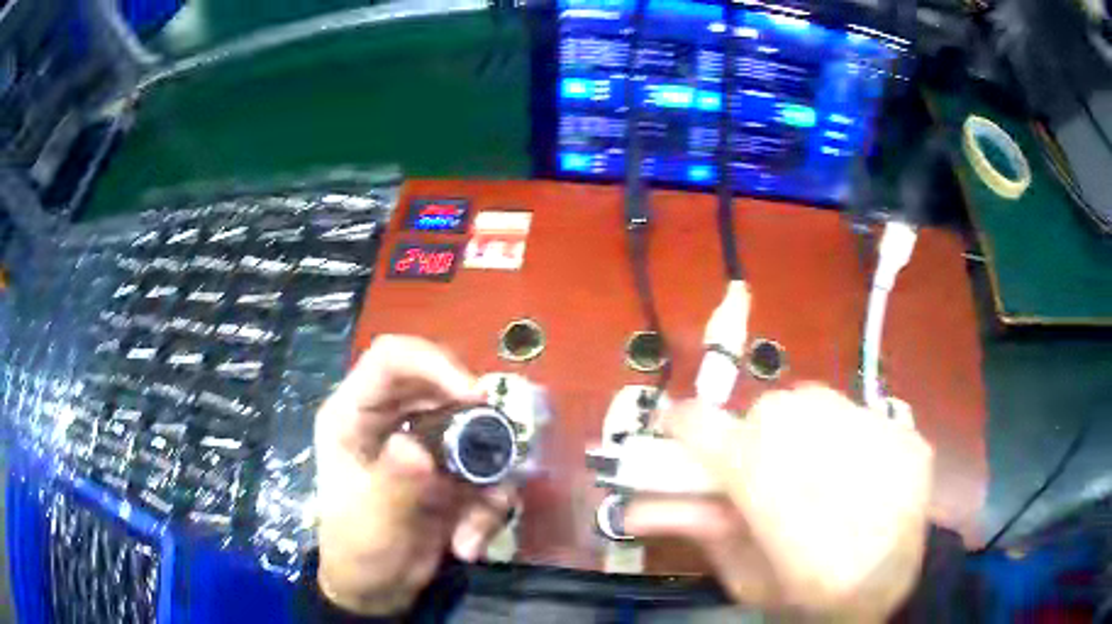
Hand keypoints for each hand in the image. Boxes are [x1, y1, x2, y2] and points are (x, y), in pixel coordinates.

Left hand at [314, 335, 516, 615]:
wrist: (379, 591)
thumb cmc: (358, 551)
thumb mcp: (370, 521)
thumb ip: (393, 483)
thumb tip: (419, 448)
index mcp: (354, 415)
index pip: (391, 359)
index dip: (434, 365)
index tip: (476, 397)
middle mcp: (393, 419)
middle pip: (443, 387)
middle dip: (475, 423)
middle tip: (495, 459)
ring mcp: (426, 445)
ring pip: (475, 431)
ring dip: (486, 479)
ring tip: (473, 528)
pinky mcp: (452, 471)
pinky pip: (487, 471)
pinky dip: (488, 507)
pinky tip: (468, 544)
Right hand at [624, 386, 933, 619]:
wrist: (900, 594)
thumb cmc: (812, 597)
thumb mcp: (746, 576)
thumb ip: (698, 530)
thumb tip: (638, 504)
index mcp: (767, 486)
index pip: (704, 426)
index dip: (683, 428)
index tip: (680, 437)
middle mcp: (820, 442)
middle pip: (768, 409)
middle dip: (755, 439)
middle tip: (763, 478)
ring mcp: (873, 430)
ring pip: (814, 401)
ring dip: (801, 431)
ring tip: (814, 474)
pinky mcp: (905, 432)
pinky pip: (860, 415)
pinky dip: (848, 439)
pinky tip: (859, 477)